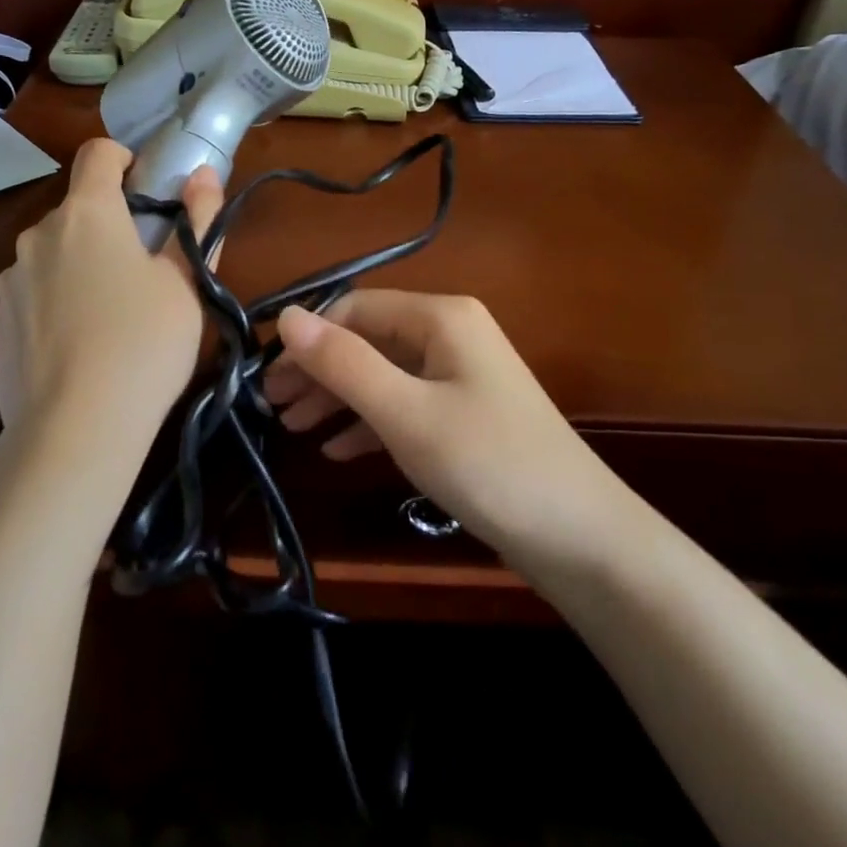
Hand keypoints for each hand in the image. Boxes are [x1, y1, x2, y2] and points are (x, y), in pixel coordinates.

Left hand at [0, 139, 221, 464]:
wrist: (76, 429)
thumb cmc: (145, 344)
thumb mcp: (187, 284)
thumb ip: (197, 221)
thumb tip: (203, 174)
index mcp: (88, 214)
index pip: (98, 153)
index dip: (125, 160)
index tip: (148, 193)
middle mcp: (39, 235)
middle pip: (78, 209)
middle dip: (110, 226)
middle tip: (145, 270)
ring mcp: (11, 280)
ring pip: (54, 253)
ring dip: (81, 265)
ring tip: (112, 317)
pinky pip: (34, 293)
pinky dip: (57, 302)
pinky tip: (80, 347)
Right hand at [267, 292, 612, 554]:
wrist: (581, 539)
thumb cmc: (487, 464)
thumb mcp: (405, 412)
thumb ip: (343, 363)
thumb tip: (286, 316)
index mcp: (441, 317)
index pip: (355, 308)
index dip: (308, 339)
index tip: (266, 379)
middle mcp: (451, 334)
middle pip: (367, 340)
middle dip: (319, 370)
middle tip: (272, 407)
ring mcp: (461, 375)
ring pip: (383, 374)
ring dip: (338, 398)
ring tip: (293, 429)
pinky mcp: (465, 415)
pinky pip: (405, 405)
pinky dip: (369, 422)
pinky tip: (338, 449)